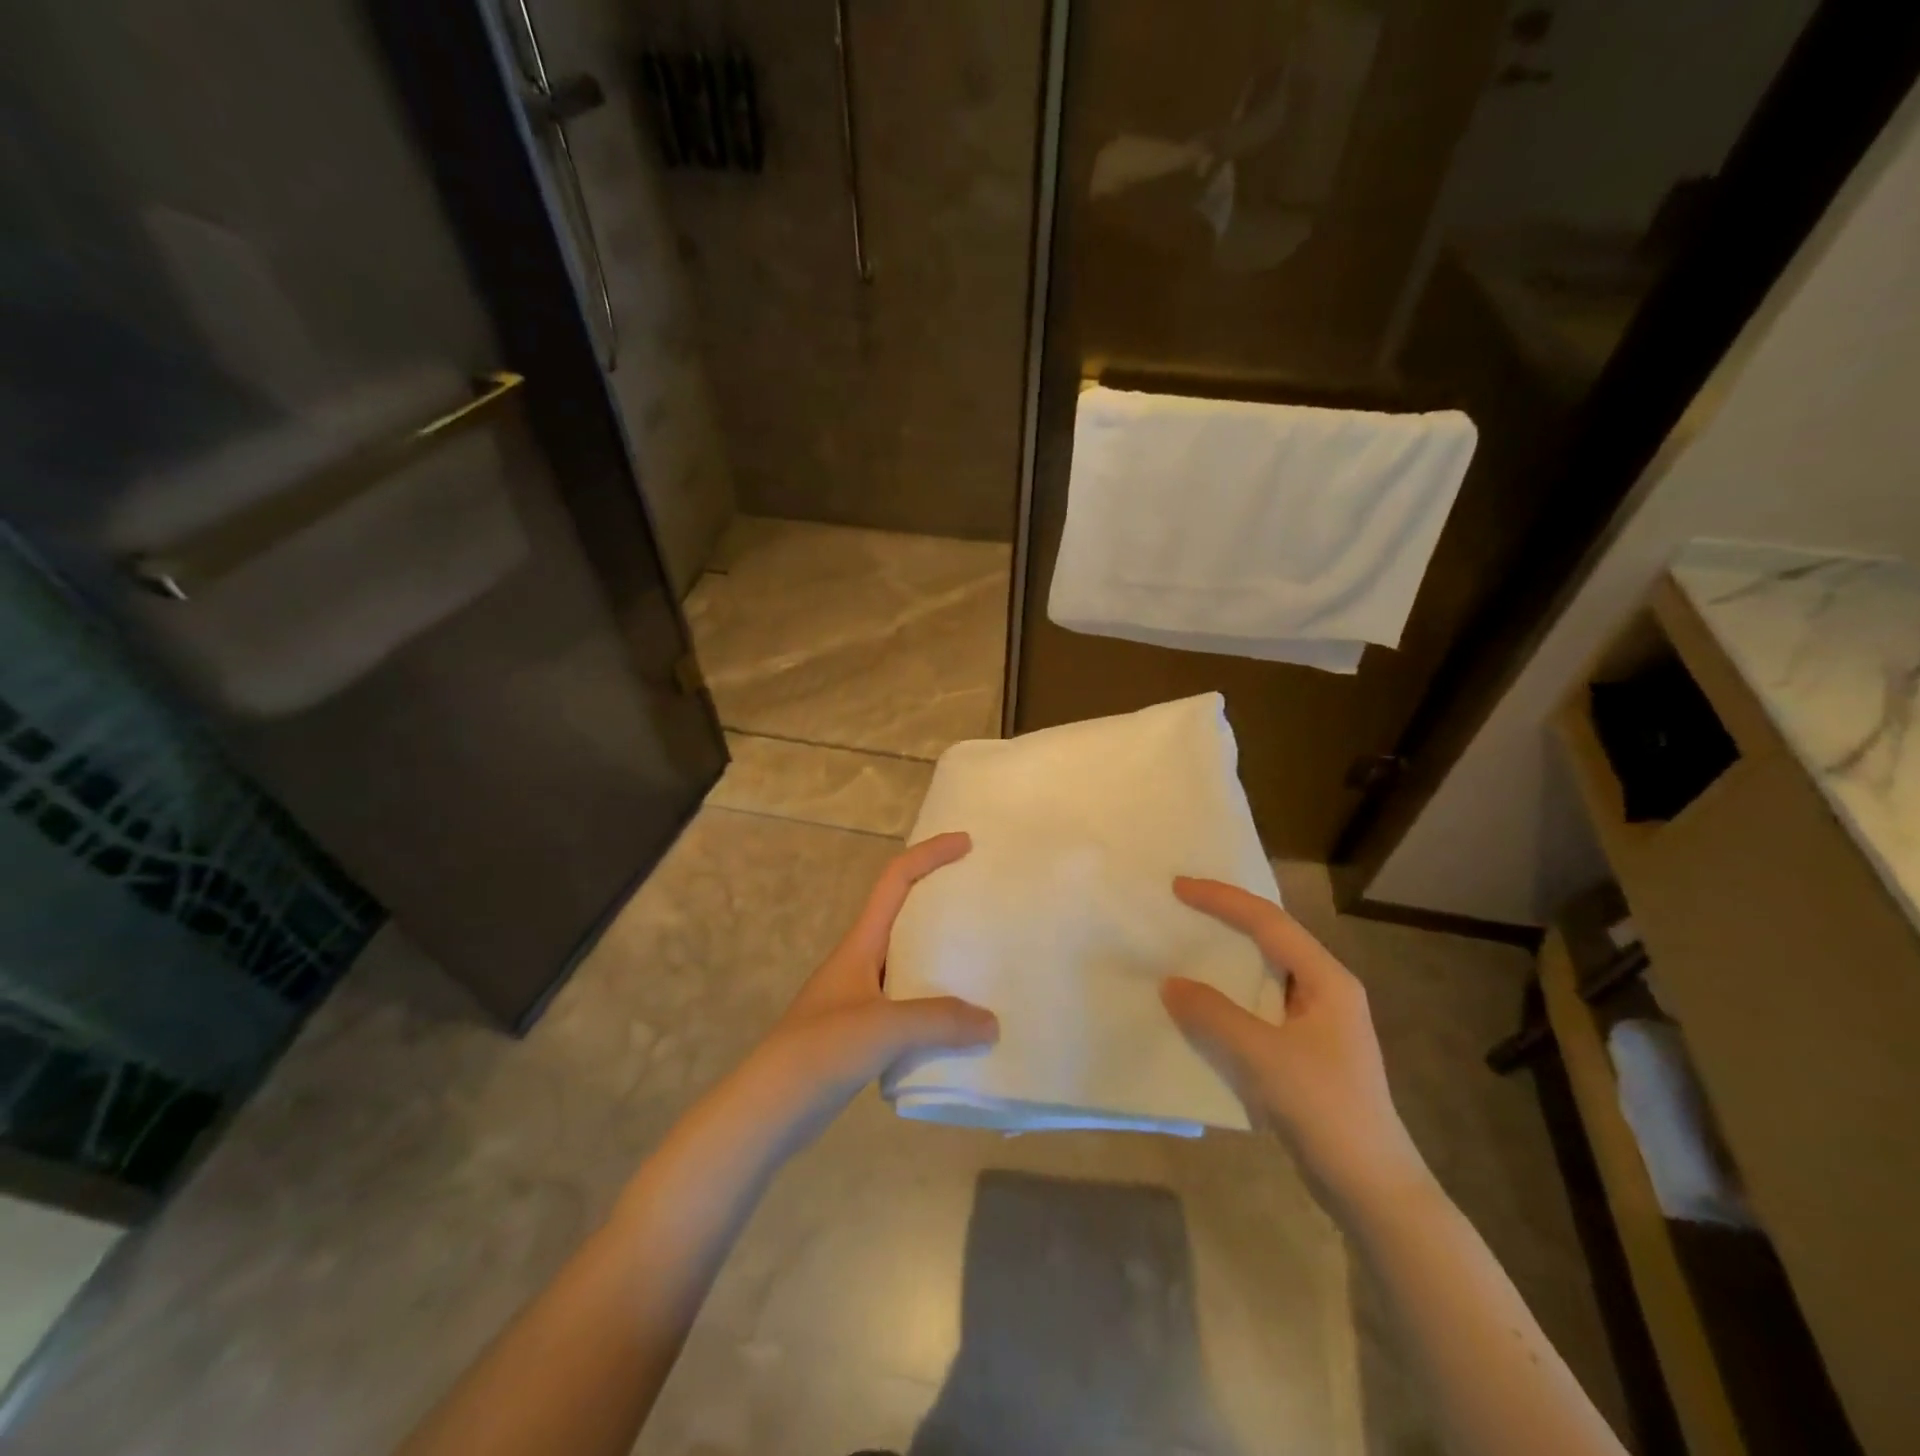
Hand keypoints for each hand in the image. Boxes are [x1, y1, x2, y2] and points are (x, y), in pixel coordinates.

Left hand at [751, 831, 997, 1138]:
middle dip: (942, 902)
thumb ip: (939, 1021)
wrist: (769, 1109)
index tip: (966, 844)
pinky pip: (909, 1005)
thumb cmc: (821, 1051)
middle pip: (905, 916)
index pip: (896, 881)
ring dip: (943, 958)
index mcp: (861, 943)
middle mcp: (861, 962)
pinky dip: (936, 1005)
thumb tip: (992, 1022)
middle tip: (984, 903)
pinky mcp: (863, 1033)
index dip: (929, 855)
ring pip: (910, 963)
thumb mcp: (883, 1027)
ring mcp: (860, 998)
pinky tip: (960, 1025)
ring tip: (984, 963)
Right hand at [1161, 878, 1428, 1203]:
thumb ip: (1213, 1014)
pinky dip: (1229, 996)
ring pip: (1264, 973)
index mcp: (1327, 979)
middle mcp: (1325, 991)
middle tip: (1181, 907)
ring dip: (1226, 959)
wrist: (1372, 1188)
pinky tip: (1203, 1005)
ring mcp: (1318, 1022)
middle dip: (1226, 919)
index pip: (1268, 922)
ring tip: (1185, 947)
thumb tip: (1170, 984)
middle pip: (1270, 938)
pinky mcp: (1305, 1050)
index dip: (1222, 899)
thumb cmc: (1324, 1109)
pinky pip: (1259, 1006)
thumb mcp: (1263, 1056)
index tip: (1179, 887)